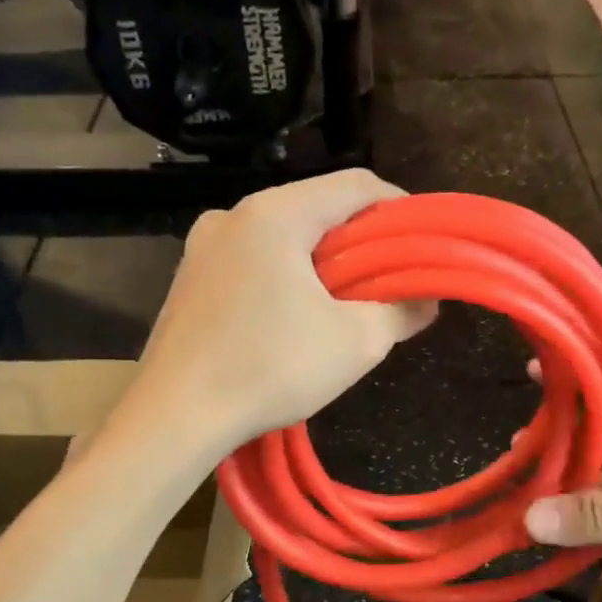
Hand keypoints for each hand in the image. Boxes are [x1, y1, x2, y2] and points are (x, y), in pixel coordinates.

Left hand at [132, 172, 435, 454]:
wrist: (174, 416)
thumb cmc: (269, 368)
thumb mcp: (355, 343)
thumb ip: (400, 311)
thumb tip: (426, 300)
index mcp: (275, 213)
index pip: (354, 185)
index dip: (399, 209)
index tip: (421, 244)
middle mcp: (233, 215)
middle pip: (315, 210)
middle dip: (359, 243)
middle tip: (387, 282)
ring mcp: (202, 248)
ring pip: (281, 238)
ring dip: (320, 265)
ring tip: (343, 307)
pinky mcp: (188, 281)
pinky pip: (250, 263)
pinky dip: (282, 280)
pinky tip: (291, 322)